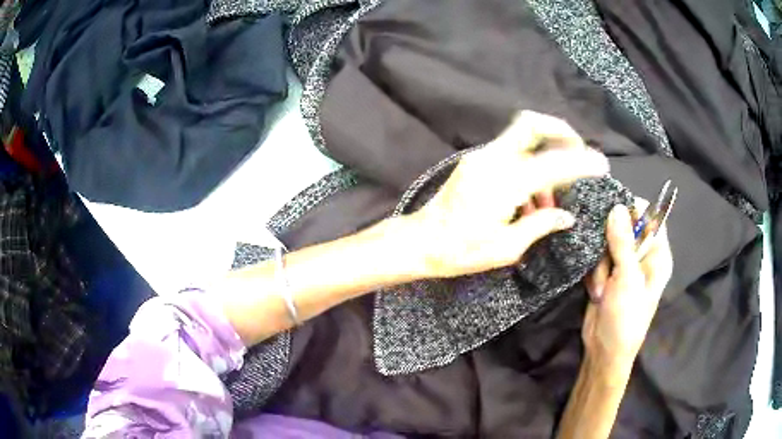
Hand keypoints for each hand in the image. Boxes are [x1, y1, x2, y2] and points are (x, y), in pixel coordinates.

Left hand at [408, 110, 609, 277]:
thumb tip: (567, 215)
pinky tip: (533, 198)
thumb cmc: (460, 251)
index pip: (553, 163)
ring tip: (554, 196)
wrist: (420, 241)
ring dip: (546, 153)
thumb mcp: (506, 248)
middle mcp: (493, 160)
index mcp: (505, 183)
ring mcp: (481, 157)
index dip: (581, 162)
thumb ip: (541, 225)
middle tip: (579, 153)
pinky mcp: (475, 161)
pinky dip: (530, 165)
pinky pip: (511, 152)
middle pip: (532, 124)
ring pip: (523, 136)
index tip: (601, 165)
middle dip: (561, 132)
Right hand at [582, 203, 672, 373]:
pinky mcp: (608, 274)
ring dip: (600, 263)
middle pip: (626, 227)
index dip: (635, 210)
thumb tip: (617, 206)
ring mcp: (625, 266)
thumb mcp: (627, 279)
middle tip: (608, 261)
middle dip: (611, 242)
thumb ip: (623, 242)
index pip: (652, 217)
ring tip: (601, 287)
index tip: (614, 213)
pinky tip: (595, 290)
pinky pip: (598, 257)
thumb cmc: (625, 317)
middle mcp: (643, 257)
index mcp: (658, 256)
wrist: (604, 350)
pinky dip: (593, 271)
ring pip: (608, 242)